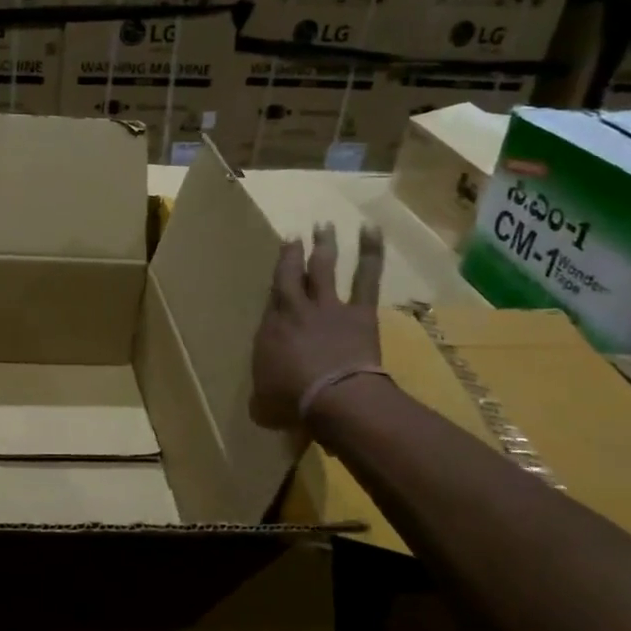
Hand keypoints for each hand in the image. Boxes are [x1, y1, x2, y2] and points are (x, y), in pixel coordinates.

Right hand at [250, 222, 385, 429]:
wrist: (334, 398)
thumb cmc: (292, 402)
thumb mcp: (264, 405)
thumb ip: (262, 398)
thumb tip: (259, 404)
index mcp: (270, 331)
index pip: (271, 302)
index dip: (274, 285)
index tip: (275, 275)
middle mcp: (295, 311)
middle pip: (290, 275)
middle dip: (291, 254)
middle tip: (294, 235)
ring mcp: (328, 308)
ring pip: (323, 268)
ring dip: (324, 245)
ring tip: (324, 225)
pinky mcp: (358, 312)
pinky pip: (366, 277)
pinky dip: (370, 252)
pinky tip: (371, 229)